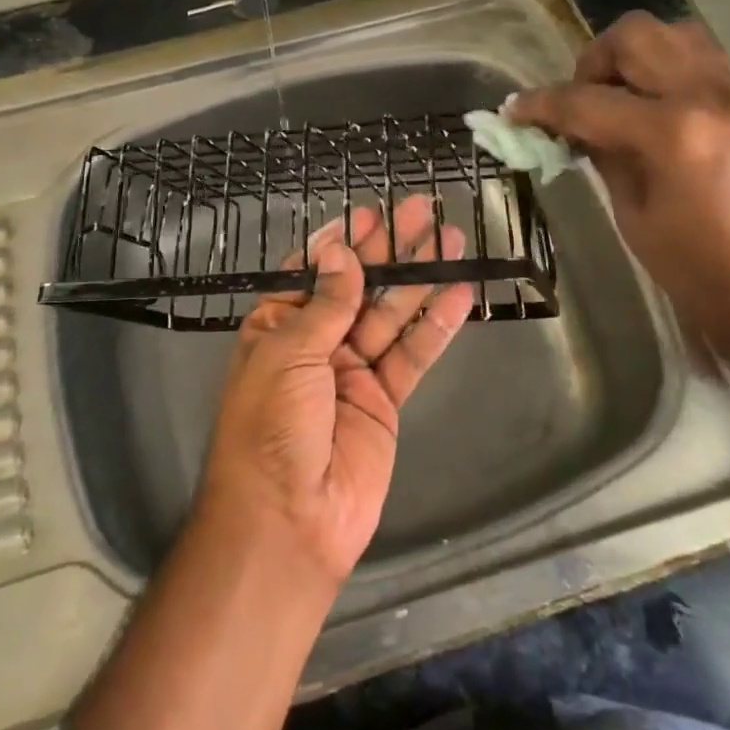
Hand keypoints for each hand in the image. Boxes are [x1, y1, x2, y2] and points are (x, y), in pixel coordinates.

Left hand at [195, 197, 475, 585]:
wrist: (288, 519)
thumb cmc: (271, 426)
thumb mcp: (288, 354)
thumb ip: (325, 303)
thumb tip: (341, 250)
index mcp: (277, 327)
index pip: (312, 272)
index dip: (340, 243)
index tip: (368, 212)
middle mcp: (315, 343)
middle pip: (358, 286)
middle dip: (389, 249)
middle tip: (420, 209)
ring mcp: (352, 371)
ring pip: (391, 314)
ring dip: (420, 278)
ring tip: (451, 239)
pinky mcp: (384, 400)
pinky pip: (412, 355)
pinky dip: (435, 326)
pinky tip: (459, 295)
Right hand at [510, 13, 729, 386]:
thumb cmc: (711, 285)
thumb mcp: (639, 223)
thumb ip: (608, 161)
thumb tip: (579, 130)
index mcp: (675, 133)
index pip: (587, 101)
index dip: (541, 104)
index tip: (513, 109)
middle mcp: (714, 96)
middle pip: (637, 36)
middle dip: (593, 62)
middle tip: (580, 103)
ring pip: (678, 38)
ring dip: (637, 59)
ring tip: (622, 104)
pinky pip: (708, 68)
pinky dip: (672, 78)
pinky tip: (663, 123)